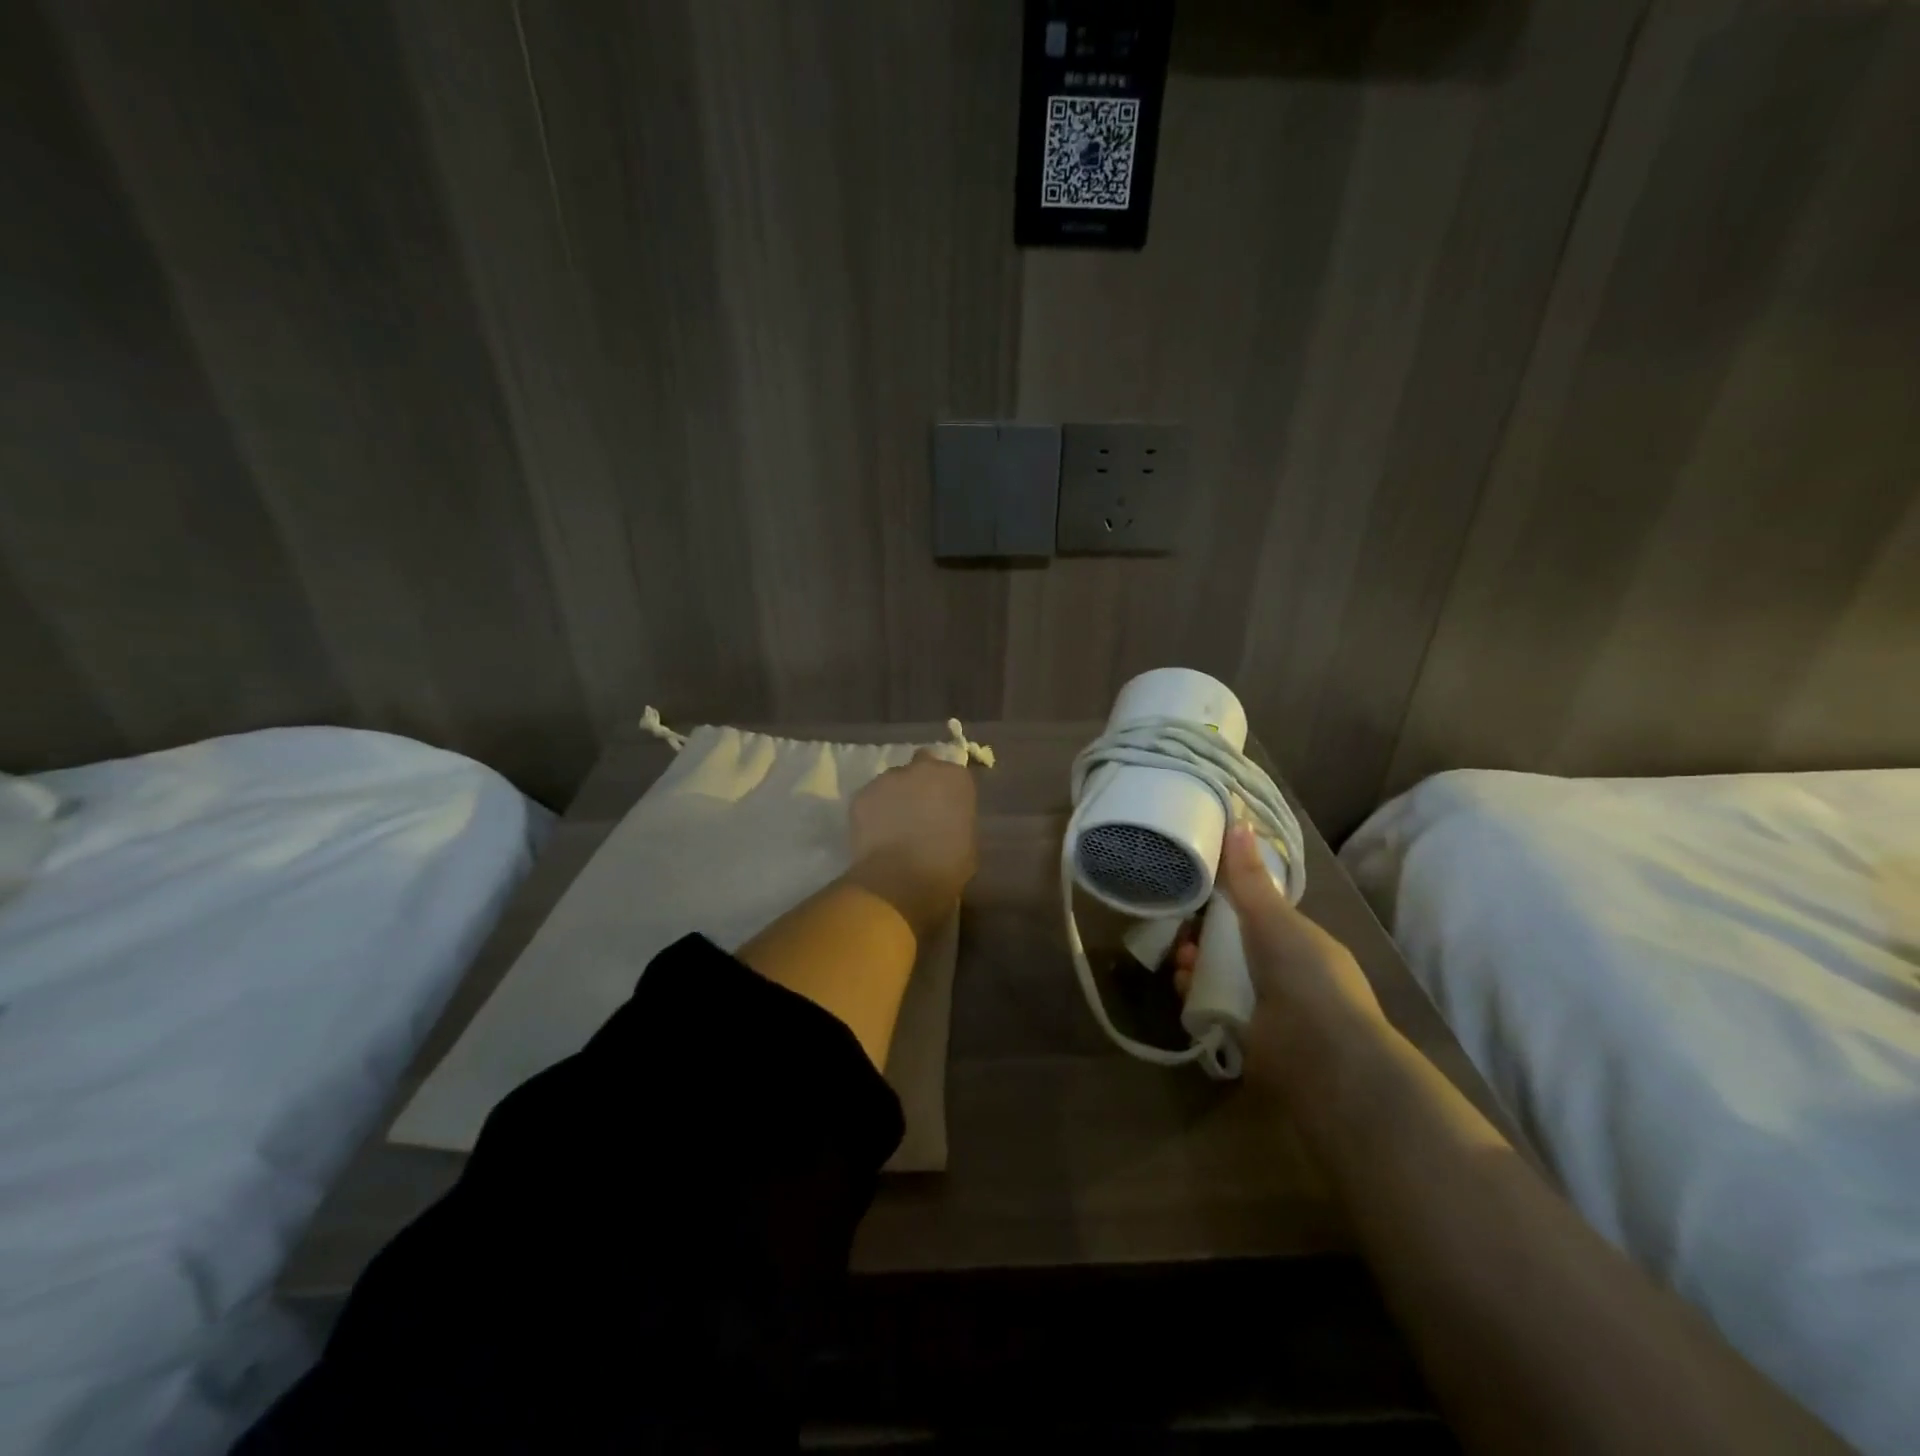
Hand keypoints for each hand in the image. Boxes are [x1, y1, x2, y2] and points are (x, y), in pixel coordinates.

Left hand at [844, 750, 977, 937]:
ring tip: (894, 825)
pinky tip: (876, 833)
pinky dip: (874, 810)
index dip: (948, 792)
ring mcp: (888, 778)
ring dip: (896, 796)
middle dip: (921, 783)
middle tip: (919, 811)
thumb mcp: (969, 842)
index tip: (946, 809)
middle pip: (922, 766)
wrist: (899, 879)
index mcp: (955, 778)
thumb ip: (959, 819)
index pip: (954, 775)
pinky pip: (872, 798)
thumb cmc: (945, 865)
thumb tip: (948, 820)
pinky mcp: (862, 794)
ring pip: (893, 781)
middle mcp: (922, 768)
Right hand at [1173, 824, 1386, 1098]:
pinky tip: (1184, 989)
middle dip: (1202, 936)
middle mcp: (1285, 973)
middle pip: (1231, 945)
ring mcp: (1267, 1007)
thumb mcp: (1274, 919)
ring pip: (1218, 976)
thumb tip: (1238, 818)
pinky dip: (1195, 996)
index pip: (1257, 914)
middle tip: (1182, 933)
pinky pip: (1211, 1007)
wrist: (1323, 1058)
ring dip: (1194, 965)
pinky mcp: (1246, 1037)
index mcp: (1300, 941)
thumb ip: (1249, 877)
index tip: (1198, 892)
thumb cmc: (1305, 976)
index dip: (1226, 902)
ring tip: (1181, 963)